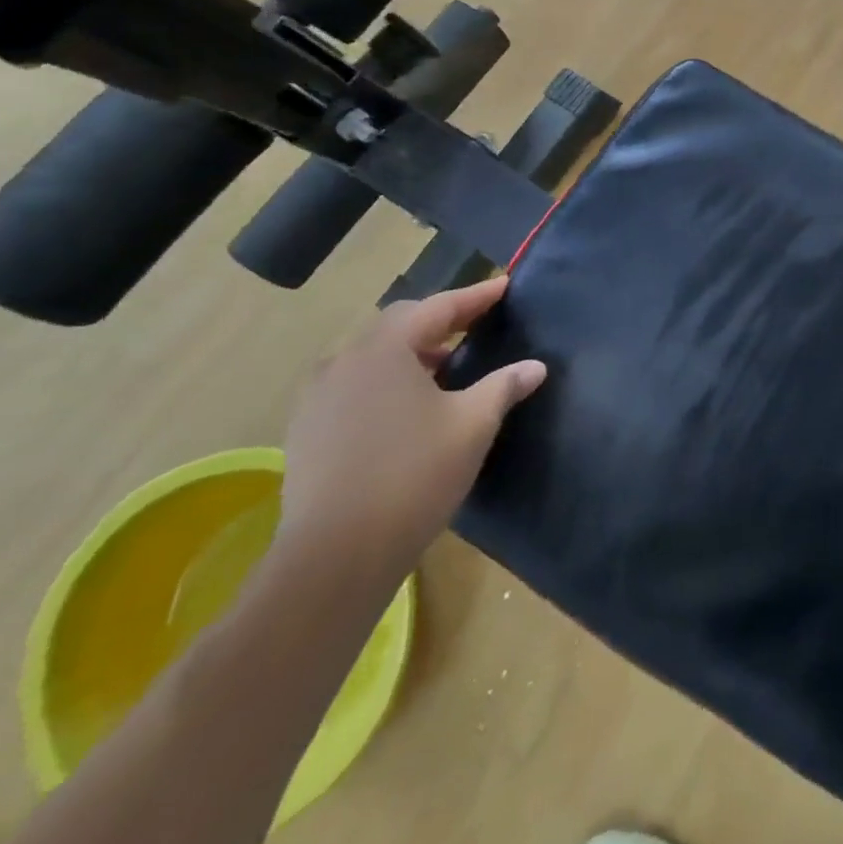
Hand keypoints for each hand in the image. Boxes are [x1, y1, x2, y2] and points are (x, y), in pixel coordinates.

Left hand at [278, 277, 543, 582]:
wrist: (335, 557)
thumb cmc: (414, 475)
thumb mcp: (473, 424)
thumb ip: (504, 386)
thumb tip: (535, 366)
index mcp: (384, 350)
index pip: (438, 308)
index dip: (476, 296)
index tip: (504, 286)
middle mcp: (344, 362)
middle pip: (400, 325)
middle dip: (441, 321)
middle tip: (476, 323)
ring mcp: (318, 397)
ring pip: (373, 356)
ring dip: (412, 352)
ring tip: (447, 368)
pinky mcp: (307, 430)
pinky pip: (355, 385)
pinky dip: (387, 380)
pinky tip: (409, 406)